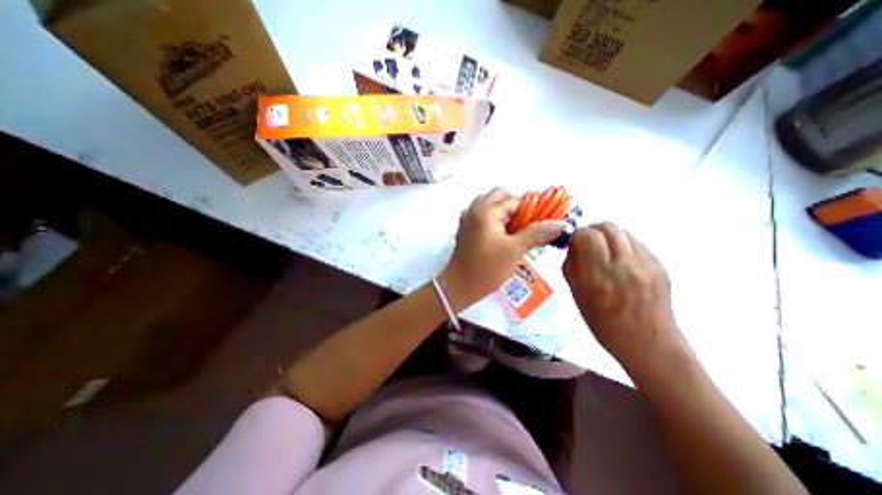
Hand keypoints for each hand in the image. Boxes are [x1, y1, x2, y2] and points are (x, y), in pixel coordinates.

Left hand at [441, 187, 563, 310]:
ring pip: (489, 204)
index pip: (514, 201)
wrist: (459, 286)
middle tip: (524, 226)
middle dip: (515, 207)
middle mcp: (474, 209)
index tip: (540, 224)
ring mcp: (467, 219)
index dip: (530, 211)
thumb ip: (536, 234)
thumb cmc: (486, 269)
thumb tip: (560, 223)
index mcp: (485, 211)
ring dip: (503, 212)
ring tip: (514, 231)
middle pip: (499, 196)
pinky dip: (493, 219)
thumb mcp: (514, 250)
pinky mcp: (465, 229)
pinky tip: (500, 235)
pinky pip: (482, 215)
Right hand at [561, 223, 684, 369]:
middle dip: (592, 230)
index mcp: (600, 277)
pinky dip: (622, 246)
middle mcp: (626, 265)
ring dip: (607, 236)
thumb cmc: (604, 323)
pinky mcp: (660, 265)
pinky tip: (619, 262)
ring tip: (603, 252)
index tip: (573, 243)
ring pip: (623, 232)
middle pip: (608, 226)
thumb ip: (571, 266)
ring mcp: (647, 264)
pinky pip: (636, 243)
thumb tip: (573, 246)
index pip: (588, 236)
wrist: (649, 344)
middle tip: (586, 243)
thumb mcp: (576, 295)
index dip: (577, 235)